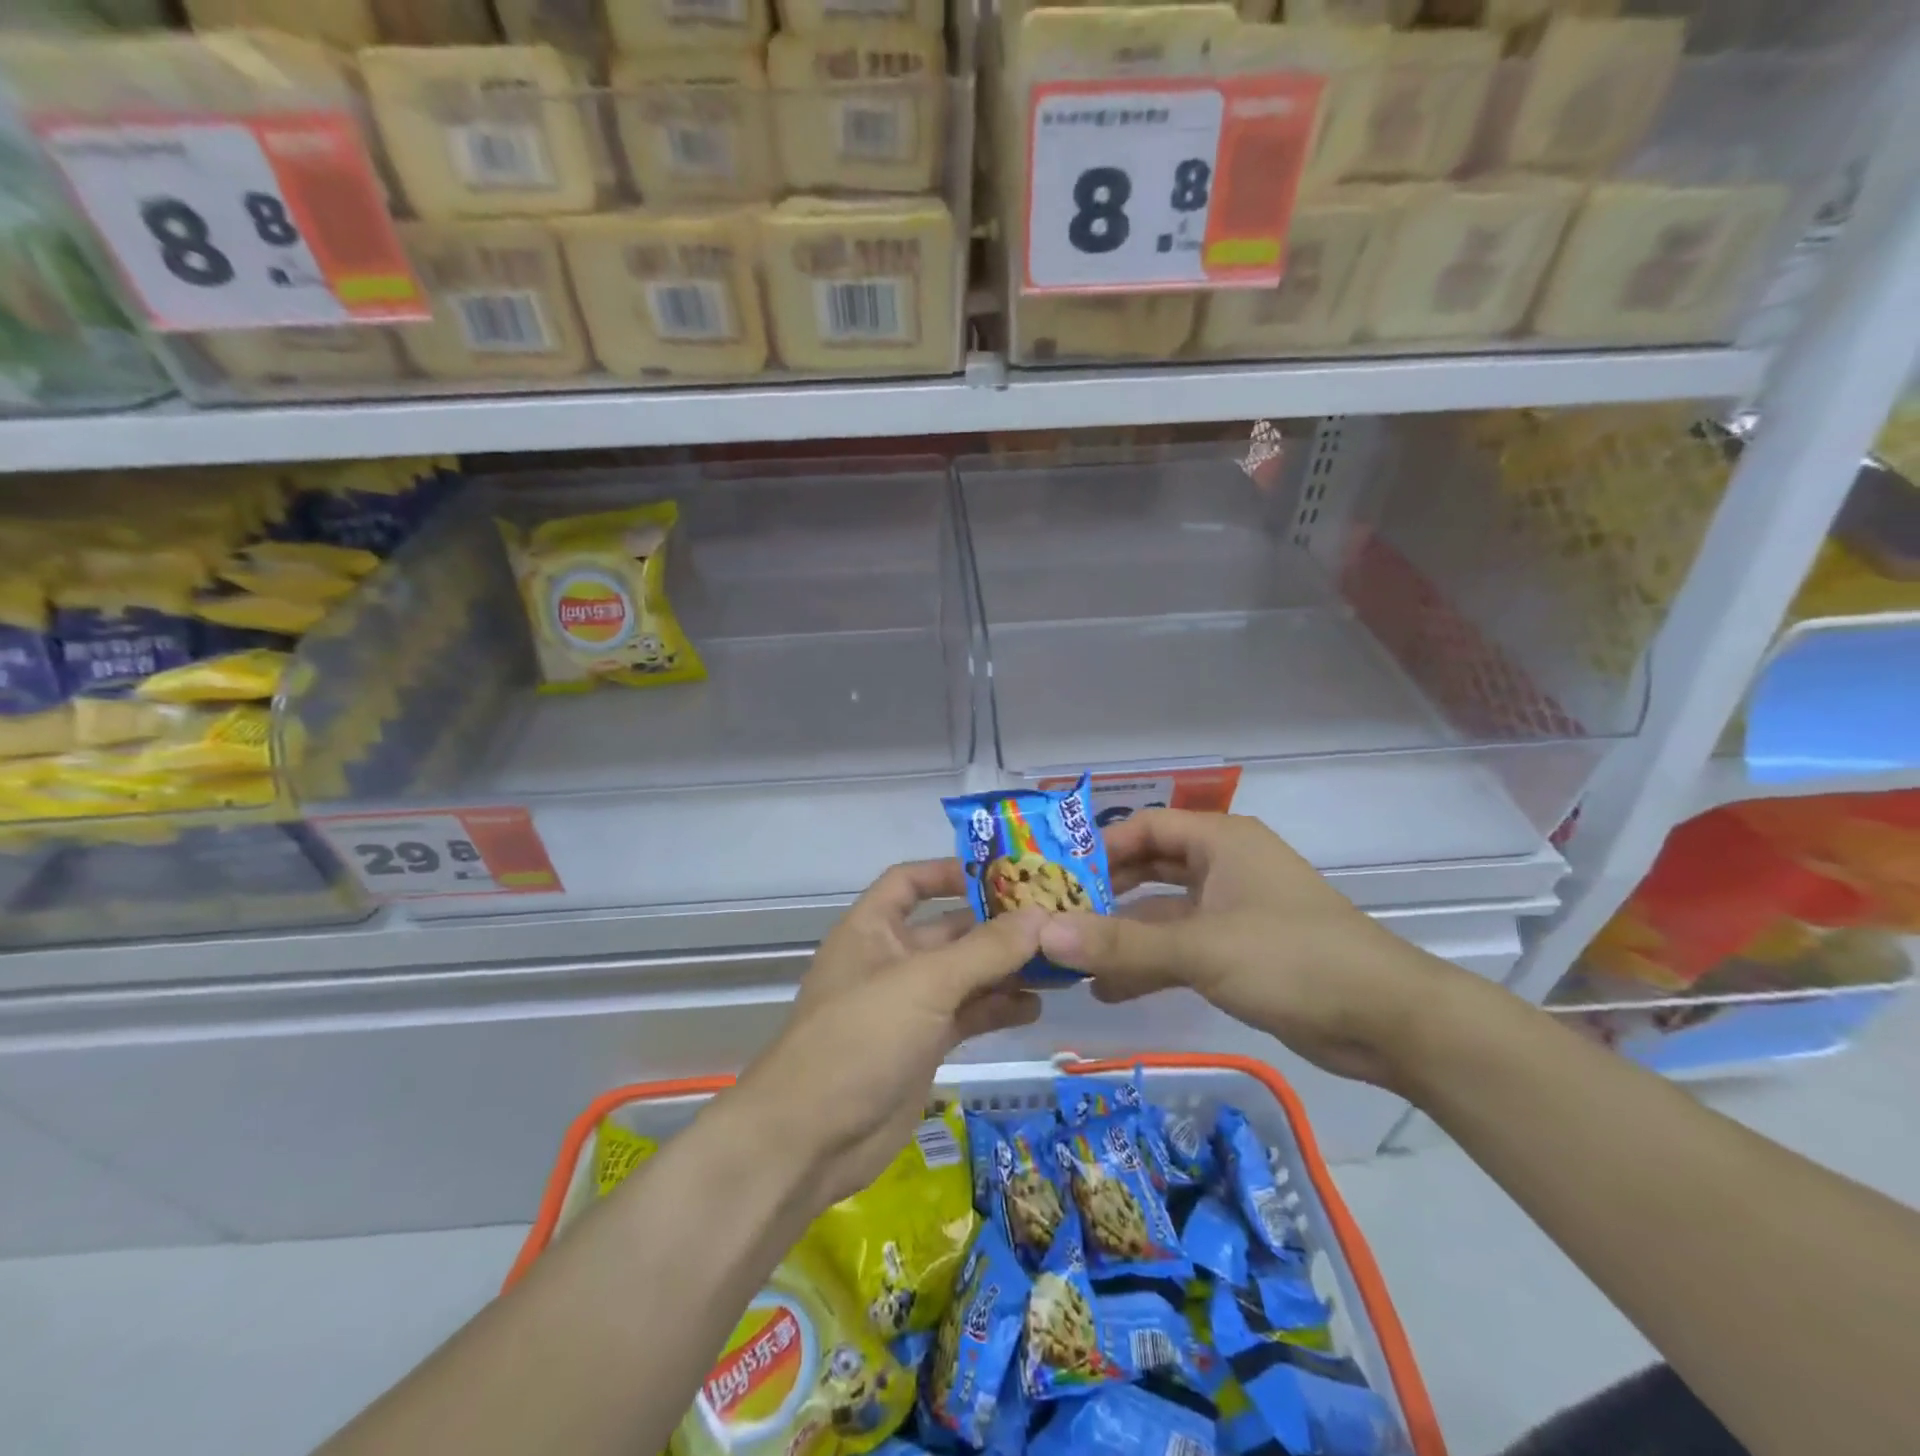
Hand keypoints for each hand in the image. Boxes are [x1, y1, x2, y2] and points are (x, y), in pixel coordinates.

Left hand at [730, 860, 1044, 1208]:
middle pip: (949, 929)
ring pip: (965, 975)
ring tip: (1059, 965)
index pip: (910, 882)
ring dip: (1006, 969)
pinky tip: (1035, 1008)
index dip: (950, 872)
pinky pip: (967, 1015)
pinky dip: (998, 1009)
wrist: (810, 1140)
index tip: (1004, 875)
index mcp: (872, 928)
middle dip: (997, 926)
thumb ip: (986, 950)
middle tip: (1056, 922)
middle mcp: (890, 959)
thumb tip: (1042, 916)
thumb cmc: (860, 1038)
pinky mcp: (923, 1045)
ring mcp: (907, 1005)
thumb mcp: (925, 984)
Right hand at [1036, 811, 1466, 1087]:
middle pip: (1149, 868)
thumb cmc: (1293, 959)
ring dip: (1121, 934)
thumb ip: (1120, 945)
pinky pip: (1181, 947)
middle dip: (1103, 893)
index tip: (1053, 878)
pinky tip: (1108, 989)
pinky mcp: (1240, 952)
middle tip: (1054, 916)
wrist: (1388, 1021)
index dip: (1097, 848)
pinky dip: (1148, 963)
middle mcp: (1223, 866)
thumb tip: (1044, 935)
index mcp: (1220, 841)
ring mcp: (1232, 911)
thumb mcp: (1201, 949)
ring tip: (1070, 959)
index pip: (1143, 828)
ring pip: (1162, 913)